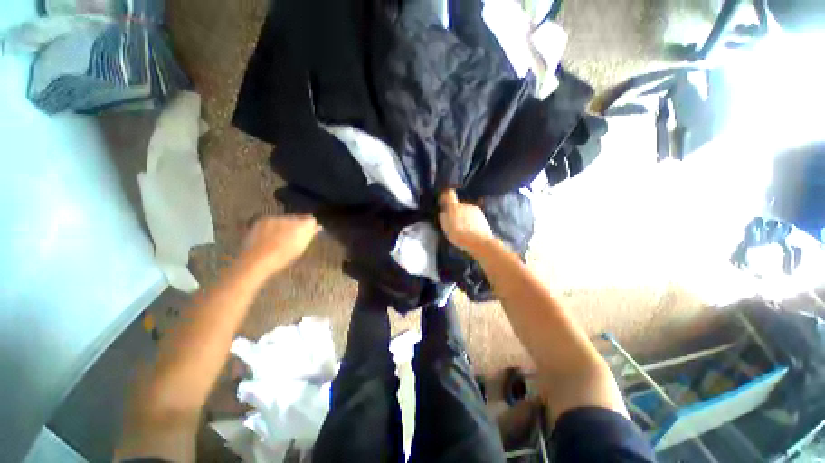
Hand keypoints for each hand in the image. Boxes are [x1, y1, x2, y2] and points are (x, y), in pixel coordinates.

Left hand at [240, 215, 320, 274]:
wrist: (257, 260)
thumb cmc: (282, 258)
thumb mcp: (300, 248)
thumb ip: (309, 235)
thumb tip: (317, 227)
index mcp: (302, 226)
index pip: (311, 220)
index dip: (310, 226)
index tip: (308, 233)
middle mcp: (290, 218)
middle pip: (298, 218)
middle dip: (297, 225)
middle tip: (293, 237)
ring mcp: (275, 218)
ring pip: (285, 219)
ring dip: (285, 225)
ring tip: (279, 238)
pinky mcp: (263, 219)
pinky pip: (272, 221)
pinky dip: (273, 226)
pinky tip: (269, 236)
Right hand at [438, 190, 494, 254]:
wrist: (479, 242)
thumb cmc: (459, 234)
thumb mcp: (445, 226)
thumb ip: (443, 216)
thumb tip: (443, 212)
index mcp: (454, 206)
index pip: (450, 194)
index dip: (447, 197)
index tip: (444, 203)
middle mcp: (466, 204)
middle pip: (459, 205)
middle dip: (456, 212)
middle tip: (454, 223)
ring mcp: (476, 210)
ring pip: (468, 212)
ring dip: (465, 218)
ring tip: (463, 230)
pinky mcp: (483, 218)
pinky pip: (475, 218)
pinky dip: (472, 223)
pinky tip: (471, 232)